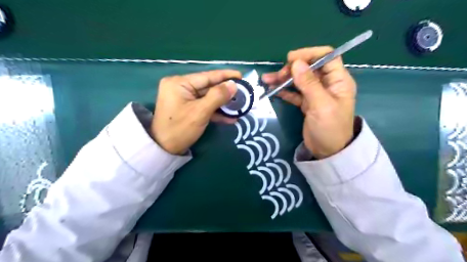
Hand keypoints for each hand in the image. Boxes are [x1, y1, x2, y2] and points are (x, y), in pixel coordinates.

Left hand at [152, 70, 239, 155]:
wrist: (164, 150)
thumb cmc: (180, 129)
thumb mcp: (200, 112)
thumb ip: (218, 96)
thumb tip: (234, 84)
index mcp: (179, 83)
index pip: (207, 76)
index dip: (225, 76)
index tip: (241, 75)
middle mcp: (181, 86)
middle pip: (208, 87)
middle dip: (226, 92)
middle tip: (243, 93)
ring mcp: (184, 98)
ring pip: (208, 97)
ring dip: (223, 103)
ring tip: (239, 106)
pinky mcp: (187, 108)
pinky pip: (204, 106)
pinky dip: (215, 111)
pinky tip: (229, 117)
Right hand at [263, 46, 357, 158]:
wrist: (328, 152)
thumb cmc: (330, 128)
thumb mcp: (321, 105)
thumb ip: (309, 84)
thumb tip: (296, 63)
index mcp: (338, 80)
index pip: (326, 56)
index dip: (309, 54)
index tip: (291, 59)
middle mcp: (327, 84)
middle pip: (309, 67)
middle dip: (292, 68)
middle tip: (278, 76)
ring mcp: (316, 94)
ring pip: (299, 80)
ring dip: (283, 79)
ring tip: (267, 80)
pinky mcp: (307, 103)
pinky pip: (294, 93)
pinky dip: (284, 90)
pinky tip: (273, 90)